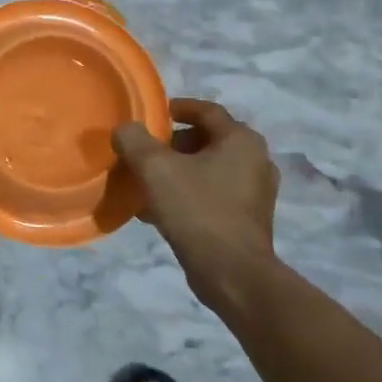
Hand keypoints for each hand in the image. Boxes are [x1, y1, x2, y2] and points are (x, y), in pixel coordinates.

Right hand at [112, 99, 279, 306]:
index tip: (150, 116)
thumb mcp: (155, 169)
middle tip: (143, 154)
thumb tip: (125, 129)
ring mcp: (255, 192)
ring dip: (177, 172)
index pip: (206, 110)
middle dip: (171, 145)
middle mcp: (256, 160)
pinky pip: (212, 194)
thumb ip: (134, 141)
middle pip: (206, 140)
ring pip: (208, 169)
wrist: (232, 273)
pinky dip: (187, 194)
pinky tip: (159, 211)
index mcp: (241, 140)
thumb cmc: (196, 210)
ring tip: (146, 184)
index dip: (175, 108)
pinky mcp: (248, 218)